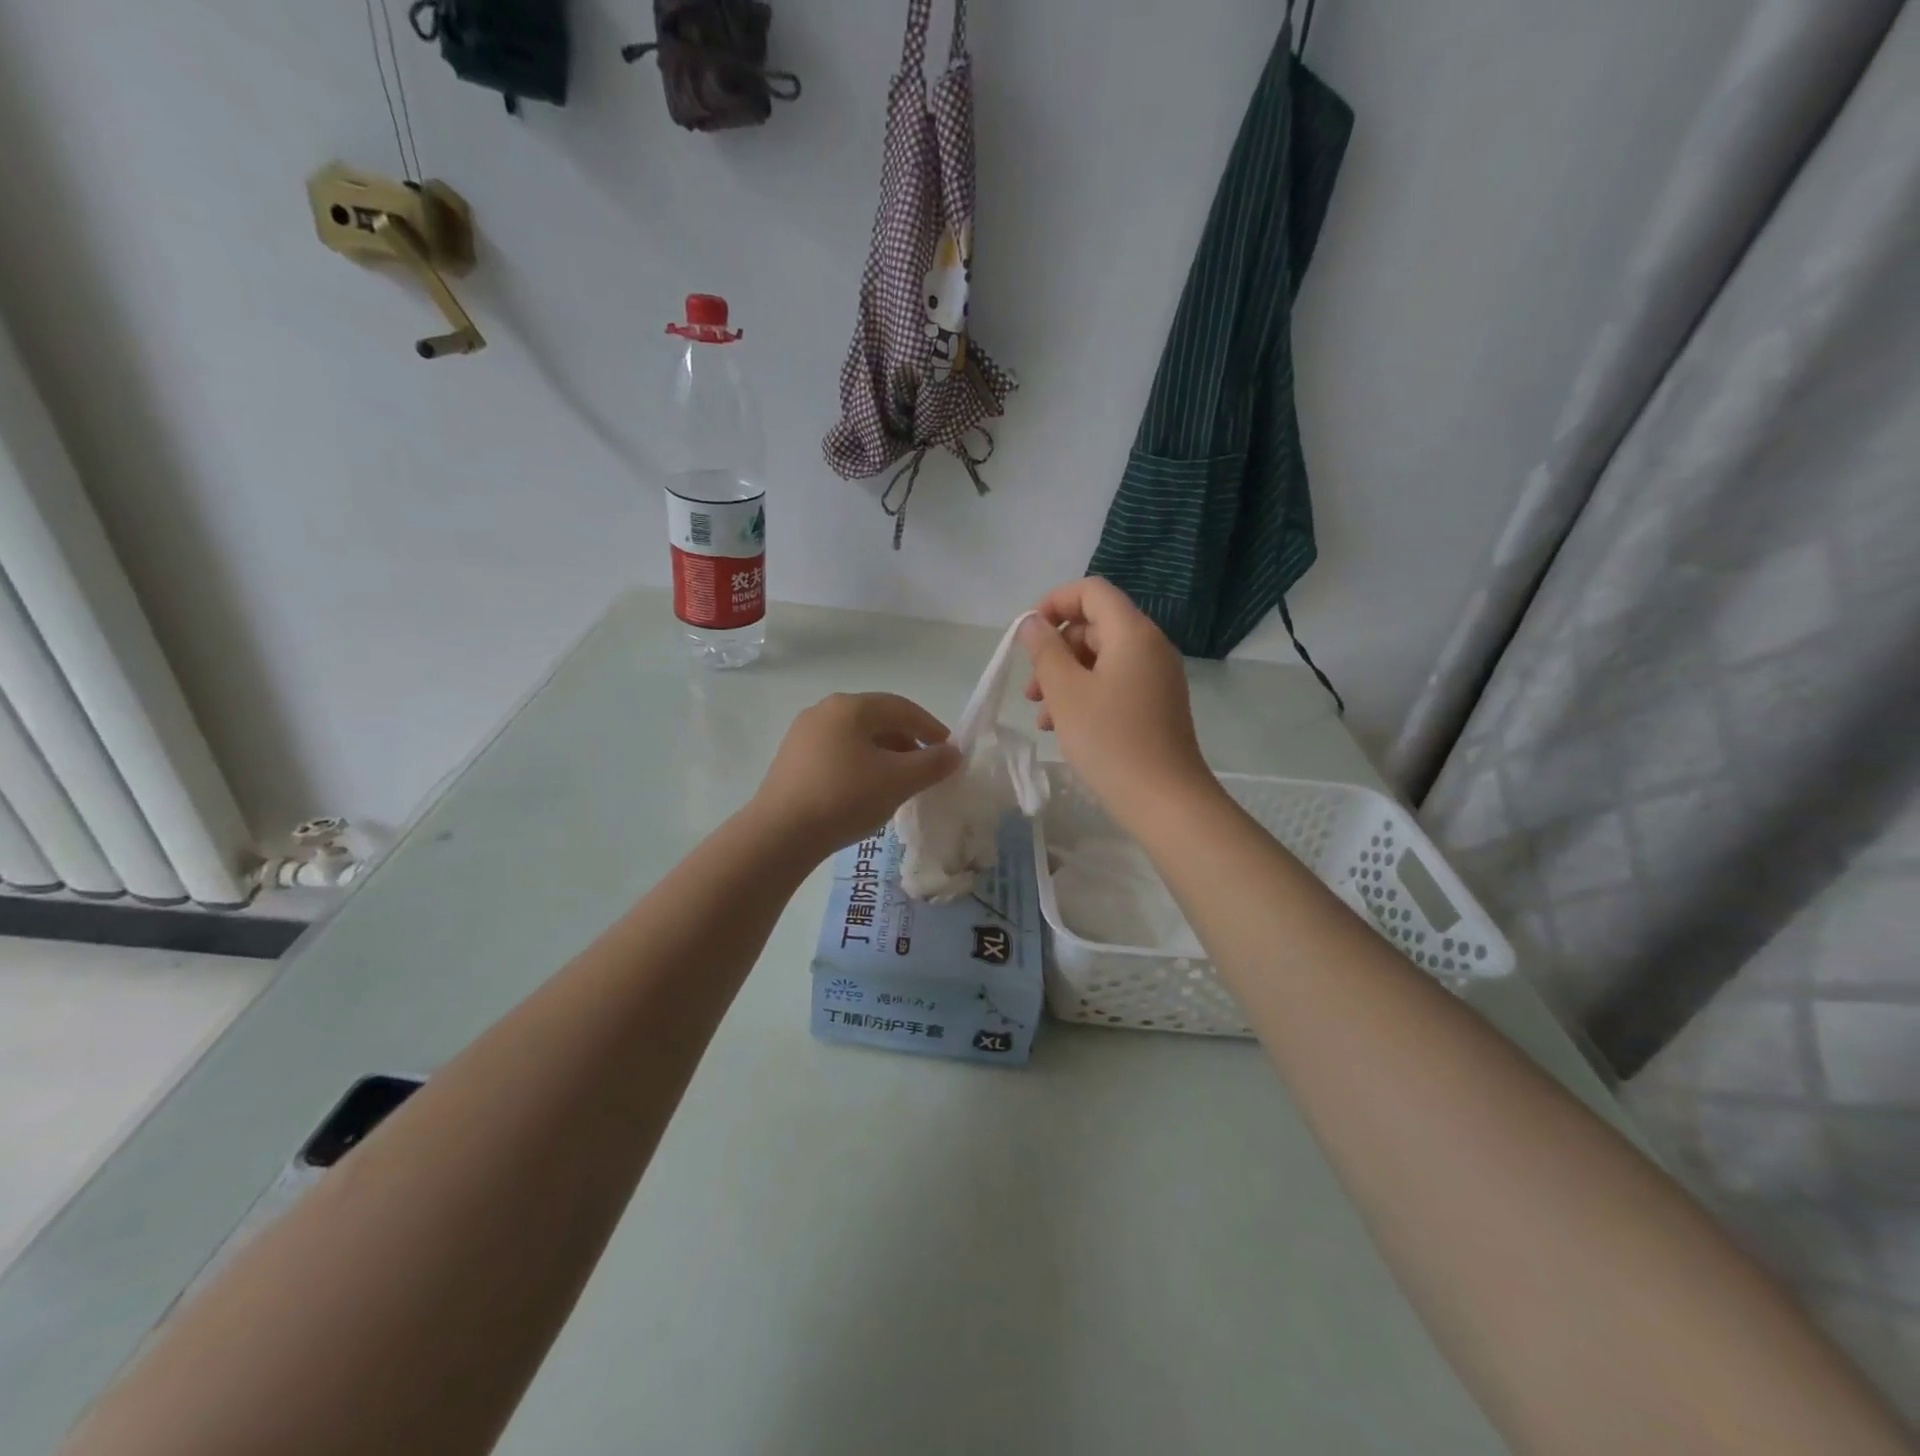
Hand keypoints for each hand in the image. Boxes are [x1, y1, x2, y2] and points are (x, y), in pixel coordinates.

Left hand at [751, 693, 961, 856]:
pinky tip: (867, 793)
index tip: (949, 752)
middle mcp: (824, 711)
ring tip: (900, 785)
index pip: (902, 708)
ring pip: (857, 739)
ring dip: (885, 757)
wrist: (780, 834)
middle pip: (878, 721)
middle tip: (927, 770)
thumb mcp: (898, 781)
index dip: (931, 728)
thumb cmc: (845, 797)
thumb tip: (953, 753)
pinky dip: (861, 767)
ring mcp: (803, 735)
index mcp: (850, 706)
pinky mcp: (792, 761)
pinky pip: (838, 755)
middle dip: (908, 744)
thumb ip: (932, 764)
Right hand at [1020, 579, 1215, 826]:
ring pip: (1101, 660)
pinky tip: (1063, 728)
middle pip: (1095, 626)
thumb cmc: (1109, 740)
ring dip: (1066, 679)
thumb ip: (1044, 650)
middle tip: (1031, 688)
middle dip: (1056, 650)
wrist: (1164, 800)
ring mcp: (1156, 677)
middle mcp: (1150, 646)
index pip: (1091, 591)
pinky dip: (1086, 696)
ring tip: (1042, 716)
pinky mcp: (1156, 705)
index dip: (1054, 602)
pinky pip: (1115, 684)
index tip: (1028, 634)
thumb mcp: (1065, 692)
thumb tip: (1032, 623)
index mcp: (1132, 633)